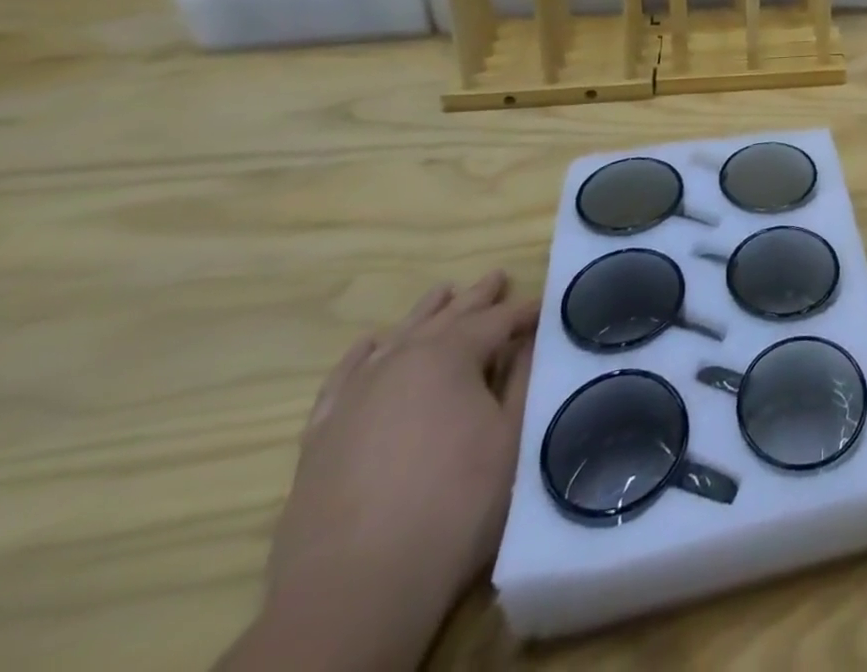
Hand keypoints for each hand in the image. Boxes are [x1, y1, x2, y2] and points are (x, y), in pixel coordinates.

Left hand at [227, 271, 537, 671]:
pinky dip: (359, 356)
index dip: (524, 311)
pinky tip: (370, 344)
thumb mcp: (511, 439)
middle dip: (476, 298)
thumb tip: (531, 341)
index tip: (546, 307)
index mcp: (449, 356)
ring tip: (443, 292)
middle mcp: (399, 361)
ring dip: (424, 315)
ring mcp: (354, 397)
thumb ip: (522, 381)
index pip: (497, 320)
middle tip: (497, 276)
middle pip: (446, 319)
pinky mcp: (321, 436)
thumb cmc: (454, 505)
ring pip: (396, 338)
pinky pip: (342, 378)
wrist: (356, 590)